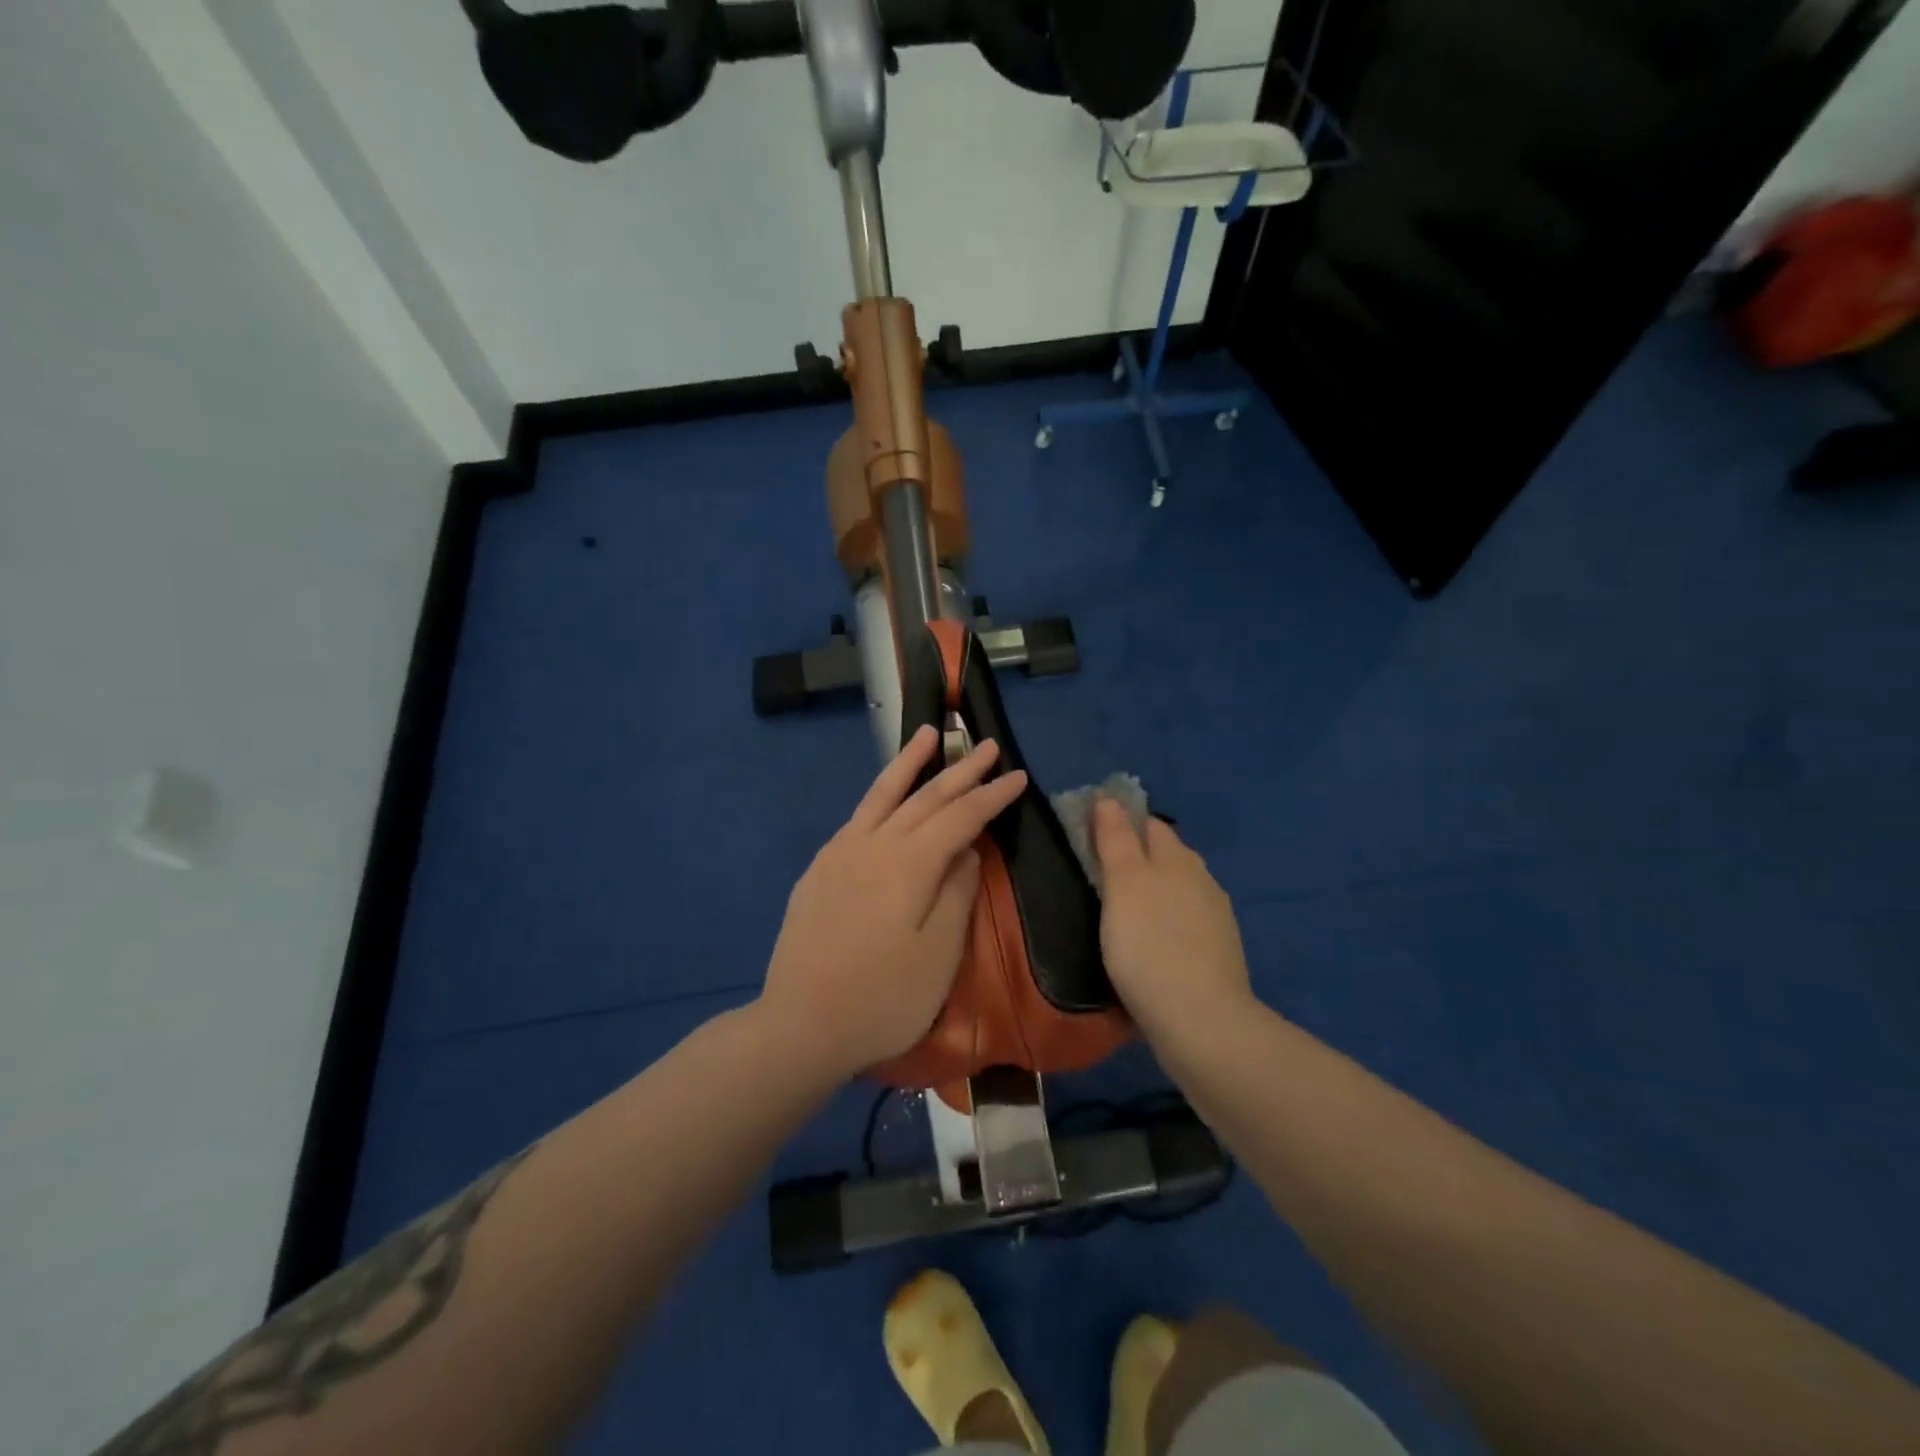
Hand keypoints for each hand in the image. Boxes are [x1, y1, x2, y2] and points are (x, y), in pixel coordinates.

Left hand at [759, 725, 1027, 1080]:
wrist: (800, 1025)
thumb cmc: (883, 999)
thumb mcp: (938, 954)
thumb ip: (957, 893)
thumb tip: (968, 850)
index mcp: (909, 863)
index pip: (961, 817)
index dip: (992, 795)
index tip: (1019, 776)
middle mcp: (873, 844)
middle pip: (924, 797)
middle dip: (960, 770)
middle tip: (987, 745)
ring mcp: (840, 853)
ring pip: (882, 795)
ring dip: (909, 763)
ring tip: (926, 734)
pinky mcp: (819, 869)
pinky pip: (858, 817)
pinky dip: (879, 796)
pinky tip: (886, 795)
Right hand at [1090, 799, 1253, 1038]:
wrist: (1201, 1022)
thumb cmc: (1150, 945)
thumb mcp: (1123, 885)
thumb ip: (1116, 840)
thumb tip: (1109, 799)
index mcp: (1179, 859)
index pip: (1149, 824)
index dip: (1122, 823)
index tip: (1092, 836)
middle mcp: (1203, 881)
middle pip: (1167, 856)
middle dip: (1139, 858)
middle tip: (1100, 875)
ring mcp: (1215, 920)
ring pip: (1178, 892)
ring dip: (1154, 894)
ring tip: (1121, 912)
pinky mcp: (1218, 955)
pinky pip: (1185, 925)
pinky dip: (1166, 925)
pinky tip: (1150, 945)